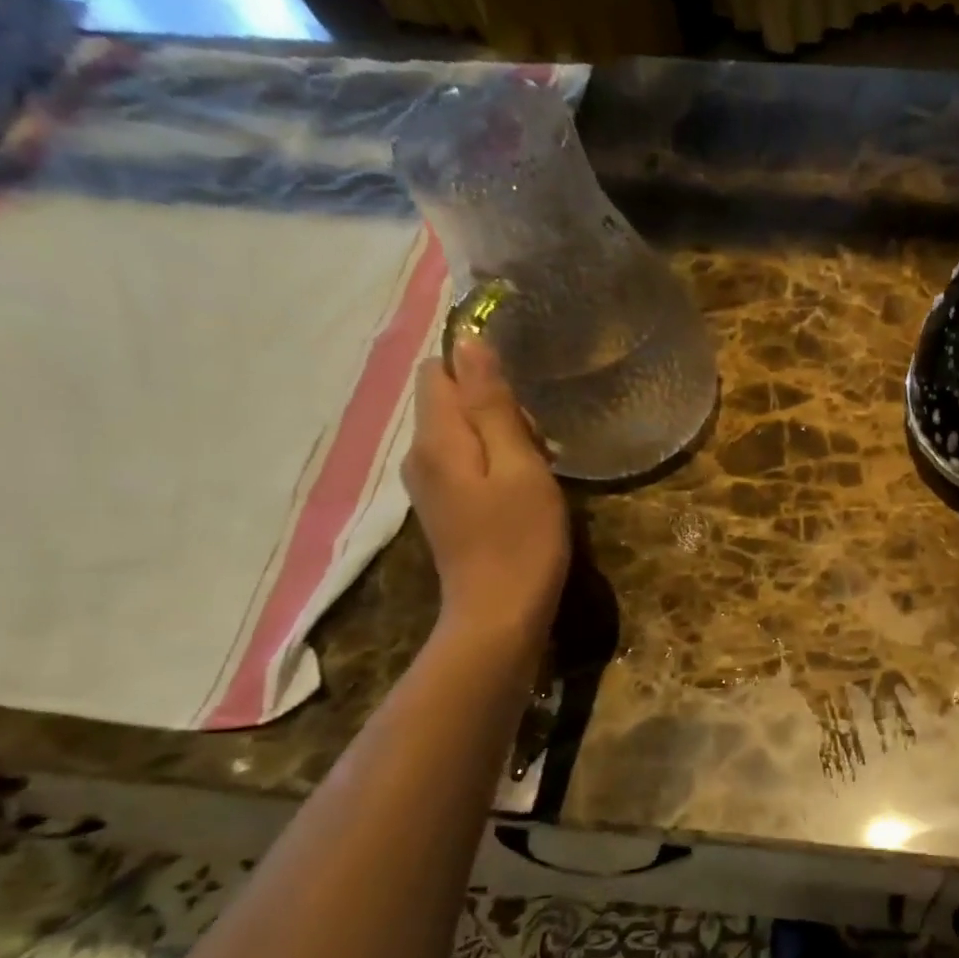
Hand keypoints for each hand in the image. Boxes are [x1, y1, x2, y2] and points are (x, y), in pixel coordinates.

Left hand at [404, 338, 567, 652]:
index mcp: (437, 438)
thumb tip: (469, 342)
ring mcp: (428, 485)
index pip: (437, 370)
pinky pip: (463, 463)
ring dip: (499, 438)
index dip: (477, 369)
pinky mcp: (444, 508)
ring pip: (459, 433)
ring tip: (538, 469)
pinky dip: (493, 464)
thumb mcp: (520, 467)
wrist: (499, 615)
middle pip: (448, 401)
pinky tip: (522, 491)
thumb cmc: (521, 540)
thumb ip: (493, 405)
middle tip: (539, 443)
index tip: (522, 401)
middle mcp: (419, 455)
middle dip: (495, 407)